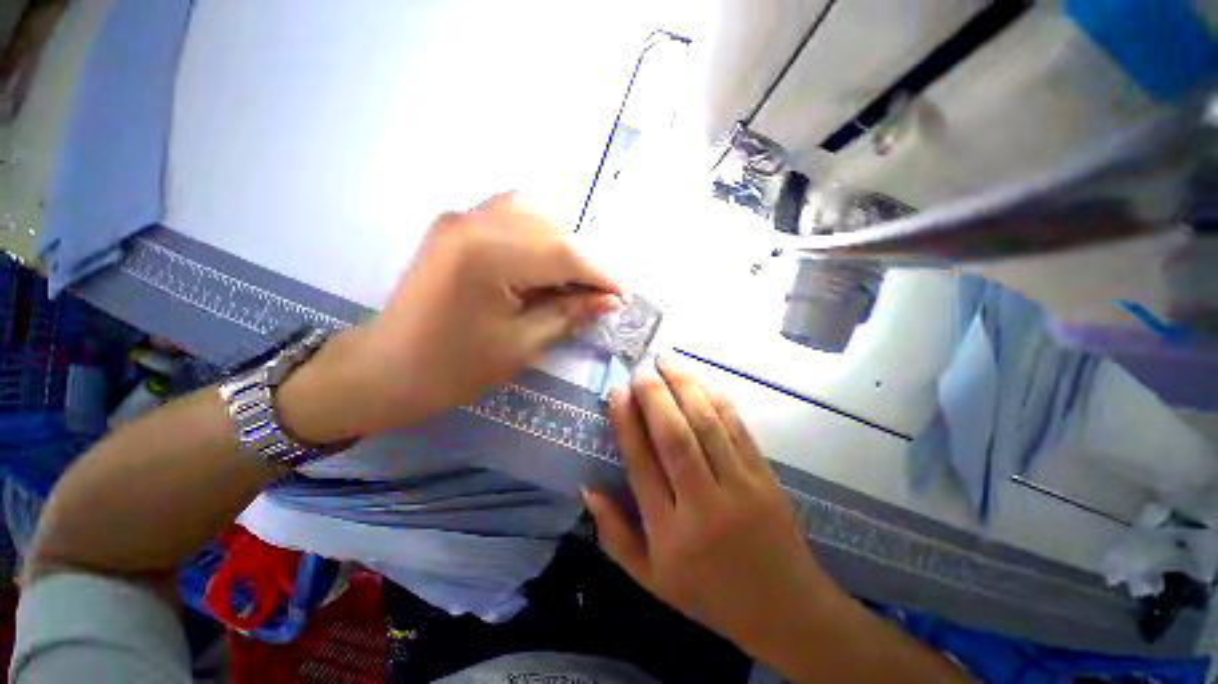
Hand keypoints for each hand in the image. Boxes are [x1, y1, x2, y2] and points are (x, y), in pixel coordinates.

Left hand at [280, 193, 621, 442]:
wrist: (388, 367)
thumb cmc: (455, 367)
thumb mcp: (523, 345)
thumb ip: (570, 313)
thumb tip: (610, 299)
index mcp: (489, 255)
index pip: (566, 252)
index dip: (602, 273)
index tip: (624, 295)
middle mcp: (475, 221)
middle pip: (554, 226)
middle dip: (586, 260)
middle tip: (598, 293)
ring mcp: (461, 217)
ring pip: (536, 211)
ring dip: (564, 244)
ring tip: (572, 280)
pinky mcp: (456, 223)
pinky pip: (512, 213)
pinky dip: (538, 234)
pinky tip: (542, 263)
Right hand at [583, 358, 842, 660]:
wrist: (787, 610)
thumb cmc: (710, 596)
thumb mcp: (651, 579)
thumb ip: (614, 534)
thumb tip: (587, 487)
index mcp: (670, 534)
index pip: (642, 465)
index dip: (627, 423)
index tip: (618, 392)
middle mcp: (703, 505)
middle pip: (675, 437)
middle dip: (655, 396)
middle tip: (641, 369)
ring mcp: (740, 487)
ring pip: (707, 425)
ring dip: (685, 386)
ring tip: (667, 361)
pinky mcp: (765, 476)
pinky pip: (737, 428)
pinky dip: (717, 399)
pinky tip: (701, 381)